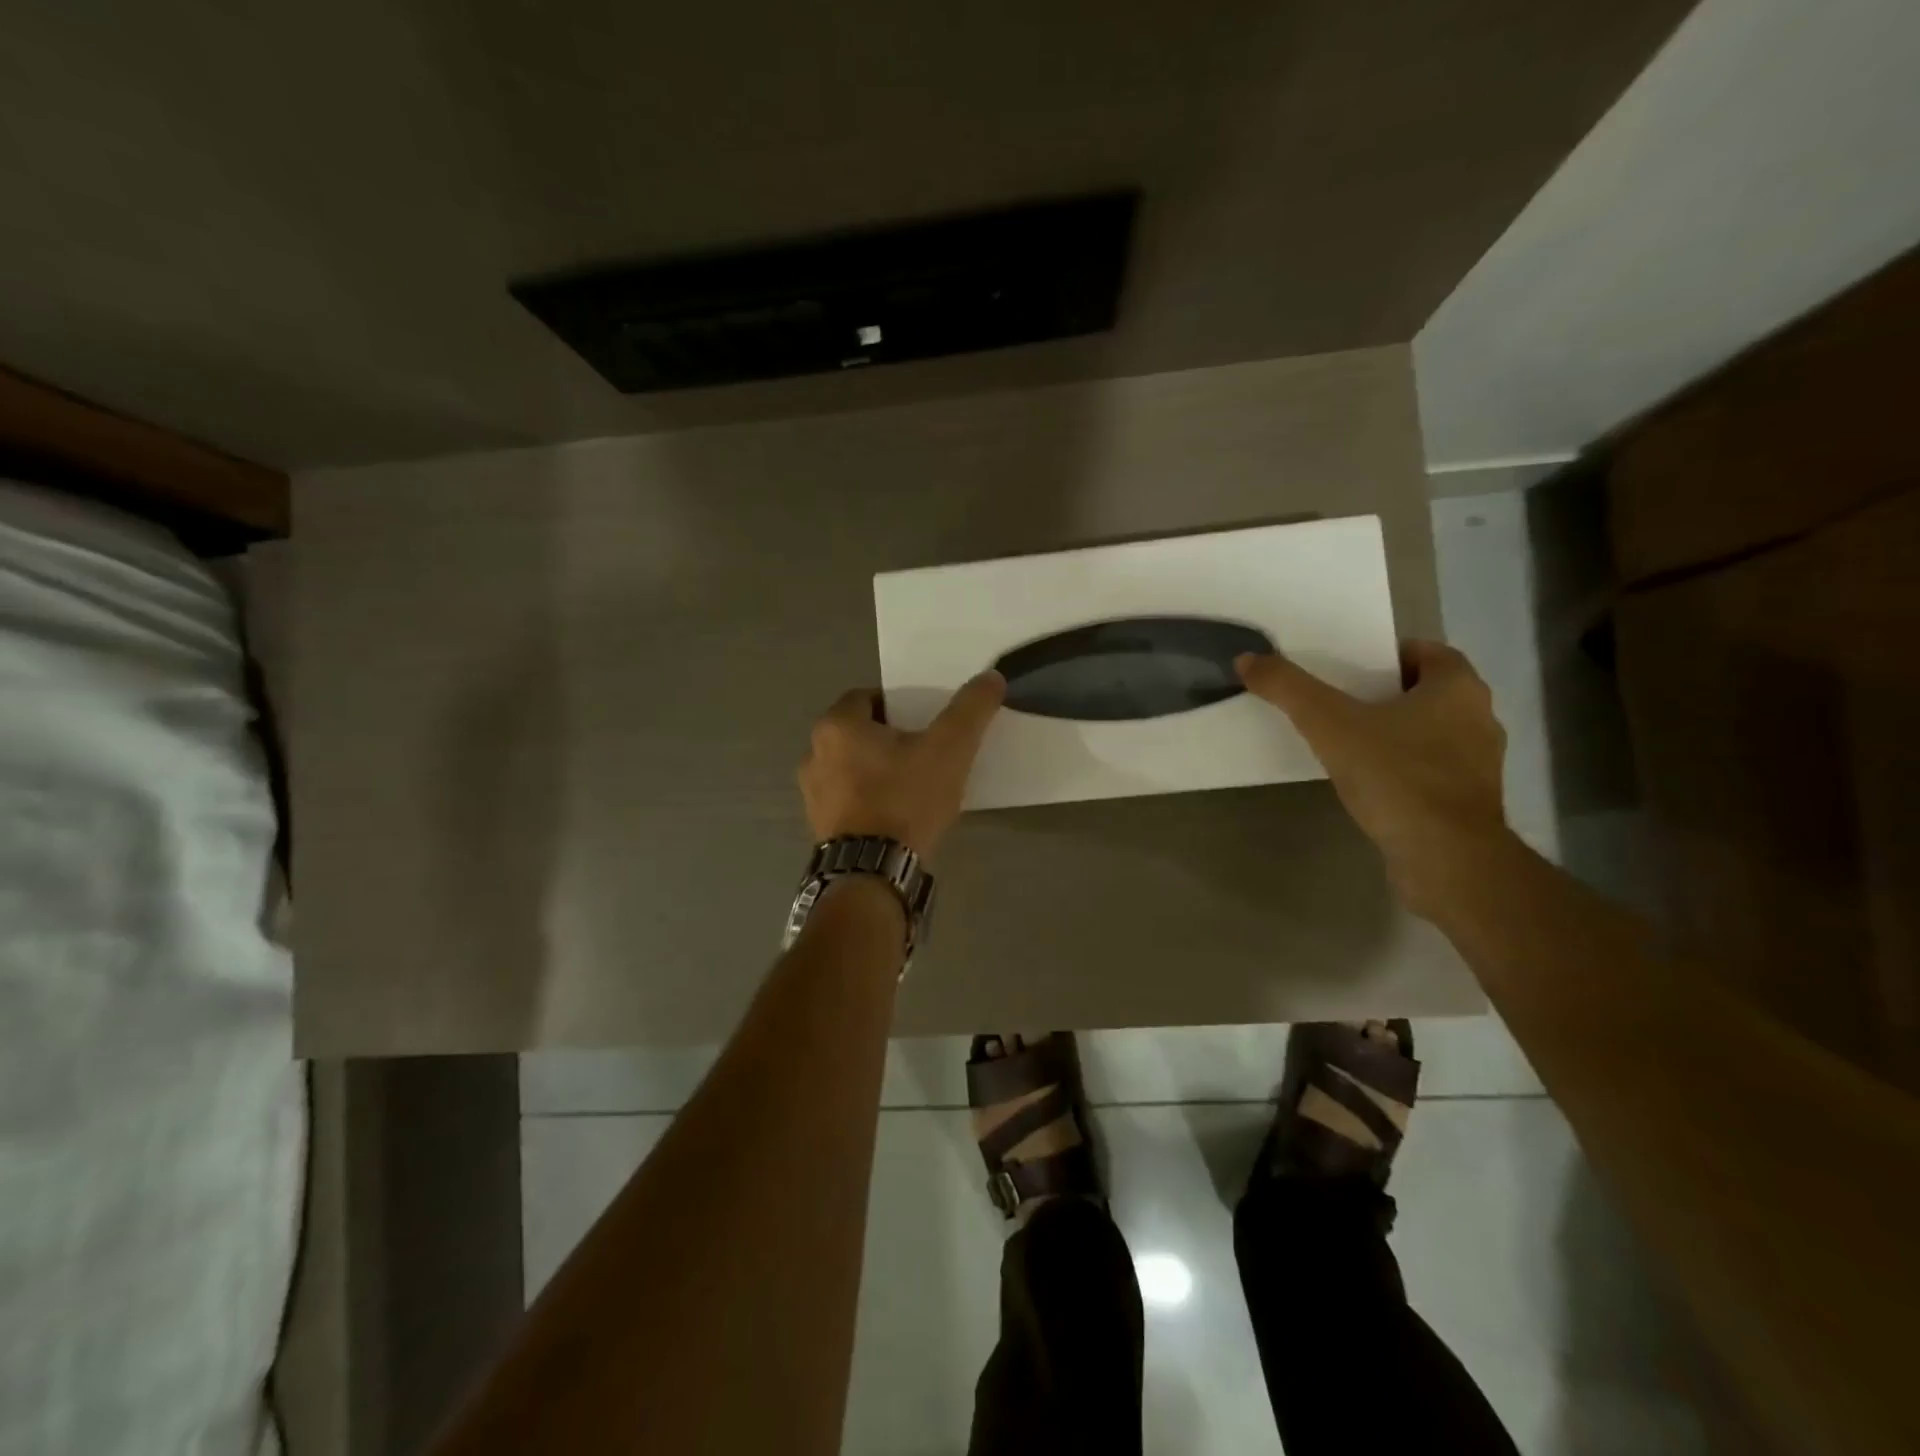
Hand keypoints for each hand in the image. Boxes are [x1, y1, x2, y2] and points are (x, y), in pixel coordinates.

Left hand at [798, 672, 1005, 857]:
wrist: (874, 872)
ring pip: (850, 767)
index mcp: (836, 726)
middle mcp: (814, 754)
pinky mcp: (819, 826)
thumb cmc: (905, 800)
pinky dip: (868, 800)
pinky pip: (847, 799)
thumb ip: (970, 710)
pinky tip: (895, 816)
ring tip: (912, 786)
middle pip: (857, 732)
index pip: (867, 698)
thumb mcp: (949, 749)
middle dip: (888, 738)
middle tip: (923, 752)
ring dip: (876, 770)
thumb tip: (991, 677)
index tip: (924, 723)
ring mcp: (812, 794)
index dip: (898, 705)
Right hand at [1237, 641, 1508, 916]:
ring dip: (1394, 733)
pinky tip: (1368, 783)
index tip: (1347, 669)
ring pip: (1430, 732)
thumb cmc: (1397, 777)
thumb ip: (1288, 688)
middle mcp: (1479, 718)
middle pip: (1426, 692)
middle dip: (1384, 694)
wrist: (1447, 859)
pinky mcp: (1469, 802)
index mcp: (1458, 688)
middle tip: (1337, 702)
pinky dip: (1402, 769)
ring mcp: (1478, 764)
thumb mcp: (1330, 725)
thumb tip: (1247, 659)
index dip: (1386, 656)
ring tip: (1346, 743)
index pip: (1427, 652)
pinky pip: (1430, 770)